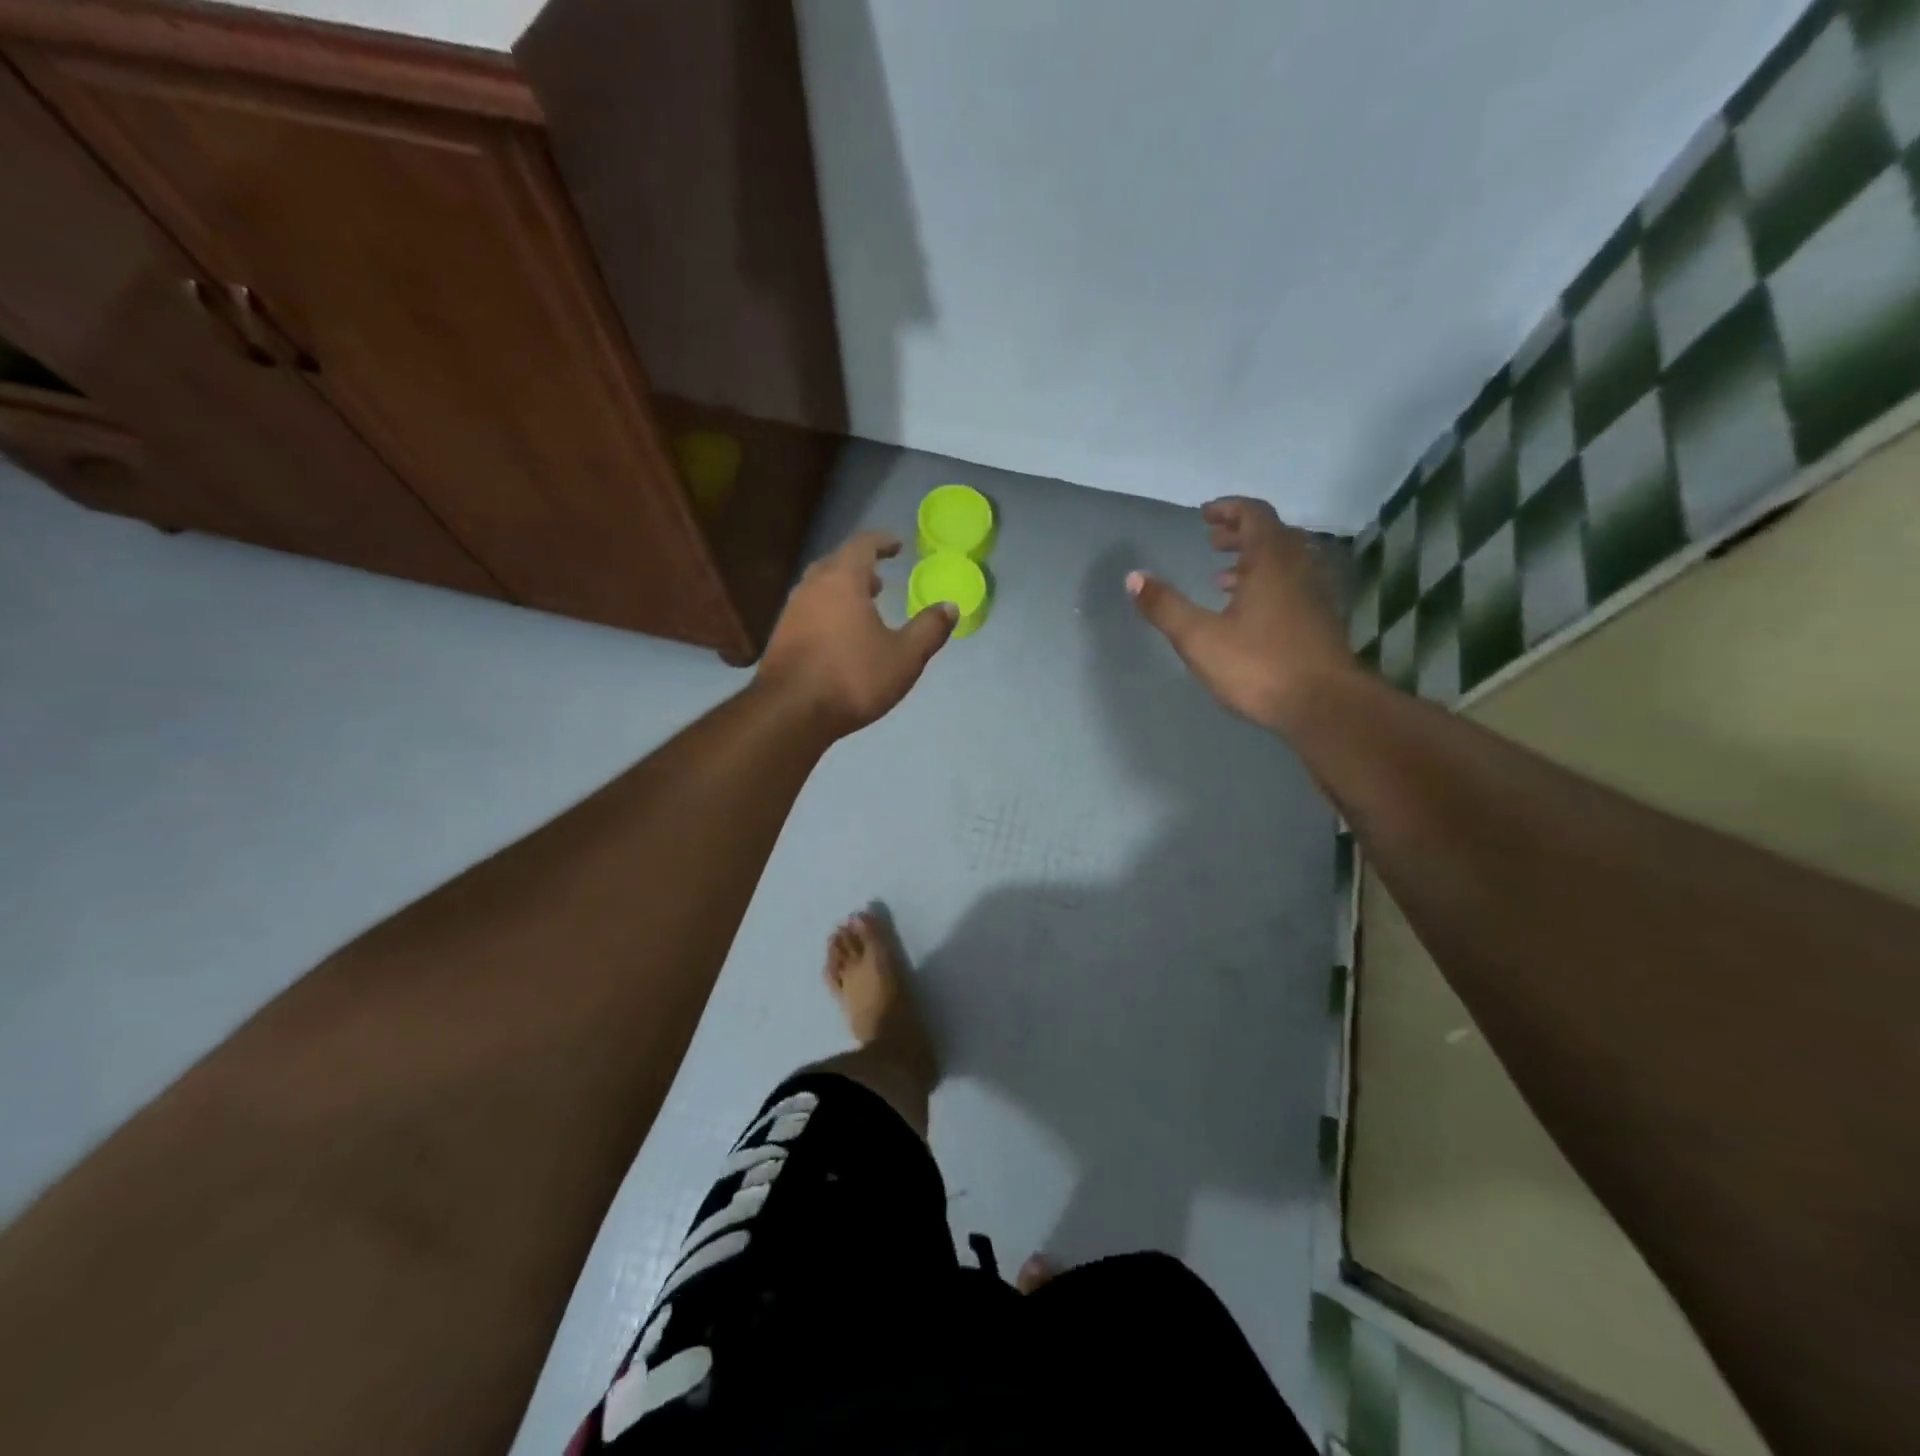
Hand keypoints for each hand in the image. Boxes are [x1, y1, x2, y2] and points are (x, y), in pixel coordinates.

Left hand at [758, 531, 956, 735]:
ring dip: (842, 591)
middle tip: (880, 579)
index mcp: (842, 581)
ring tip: (863, 608)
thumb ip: (929, 630)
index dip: (882, 542)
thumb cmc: (853, 677)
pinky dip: (828, 611)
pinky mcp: (781, 637)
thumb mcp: (904, 657)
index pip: (862, 545)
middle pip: (836, 563)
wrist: (791, 712)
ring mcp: (791, 612)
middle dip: (860, 567)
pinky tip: (840, 636)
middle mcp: (812, 588)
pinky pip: (809, 611)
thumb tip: (950, 606)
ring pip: (819, 588)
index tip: (897, 545)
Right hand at [1128, 498, 1355, 733]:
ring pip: (1285, 563)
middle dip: (1240, 533)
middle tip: (1212, 541)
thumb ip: (1165, 606)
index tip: (1205, 514)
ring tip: (1222, 577)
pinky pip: (1293, 587)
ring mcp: (1315, 596)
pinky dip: (1268, 585)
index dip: (1229, 509)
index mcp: (1270, 562)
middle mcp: (1299, 569)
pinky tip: (1249, 614)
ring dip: (1254, 561)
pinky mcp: (1321, 622)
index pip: (1255, 515)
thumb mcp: (1199, 638)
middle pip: (1273, 535)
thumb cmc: (1259, 666)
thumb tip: (1133, 577)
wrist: (1325, 706)